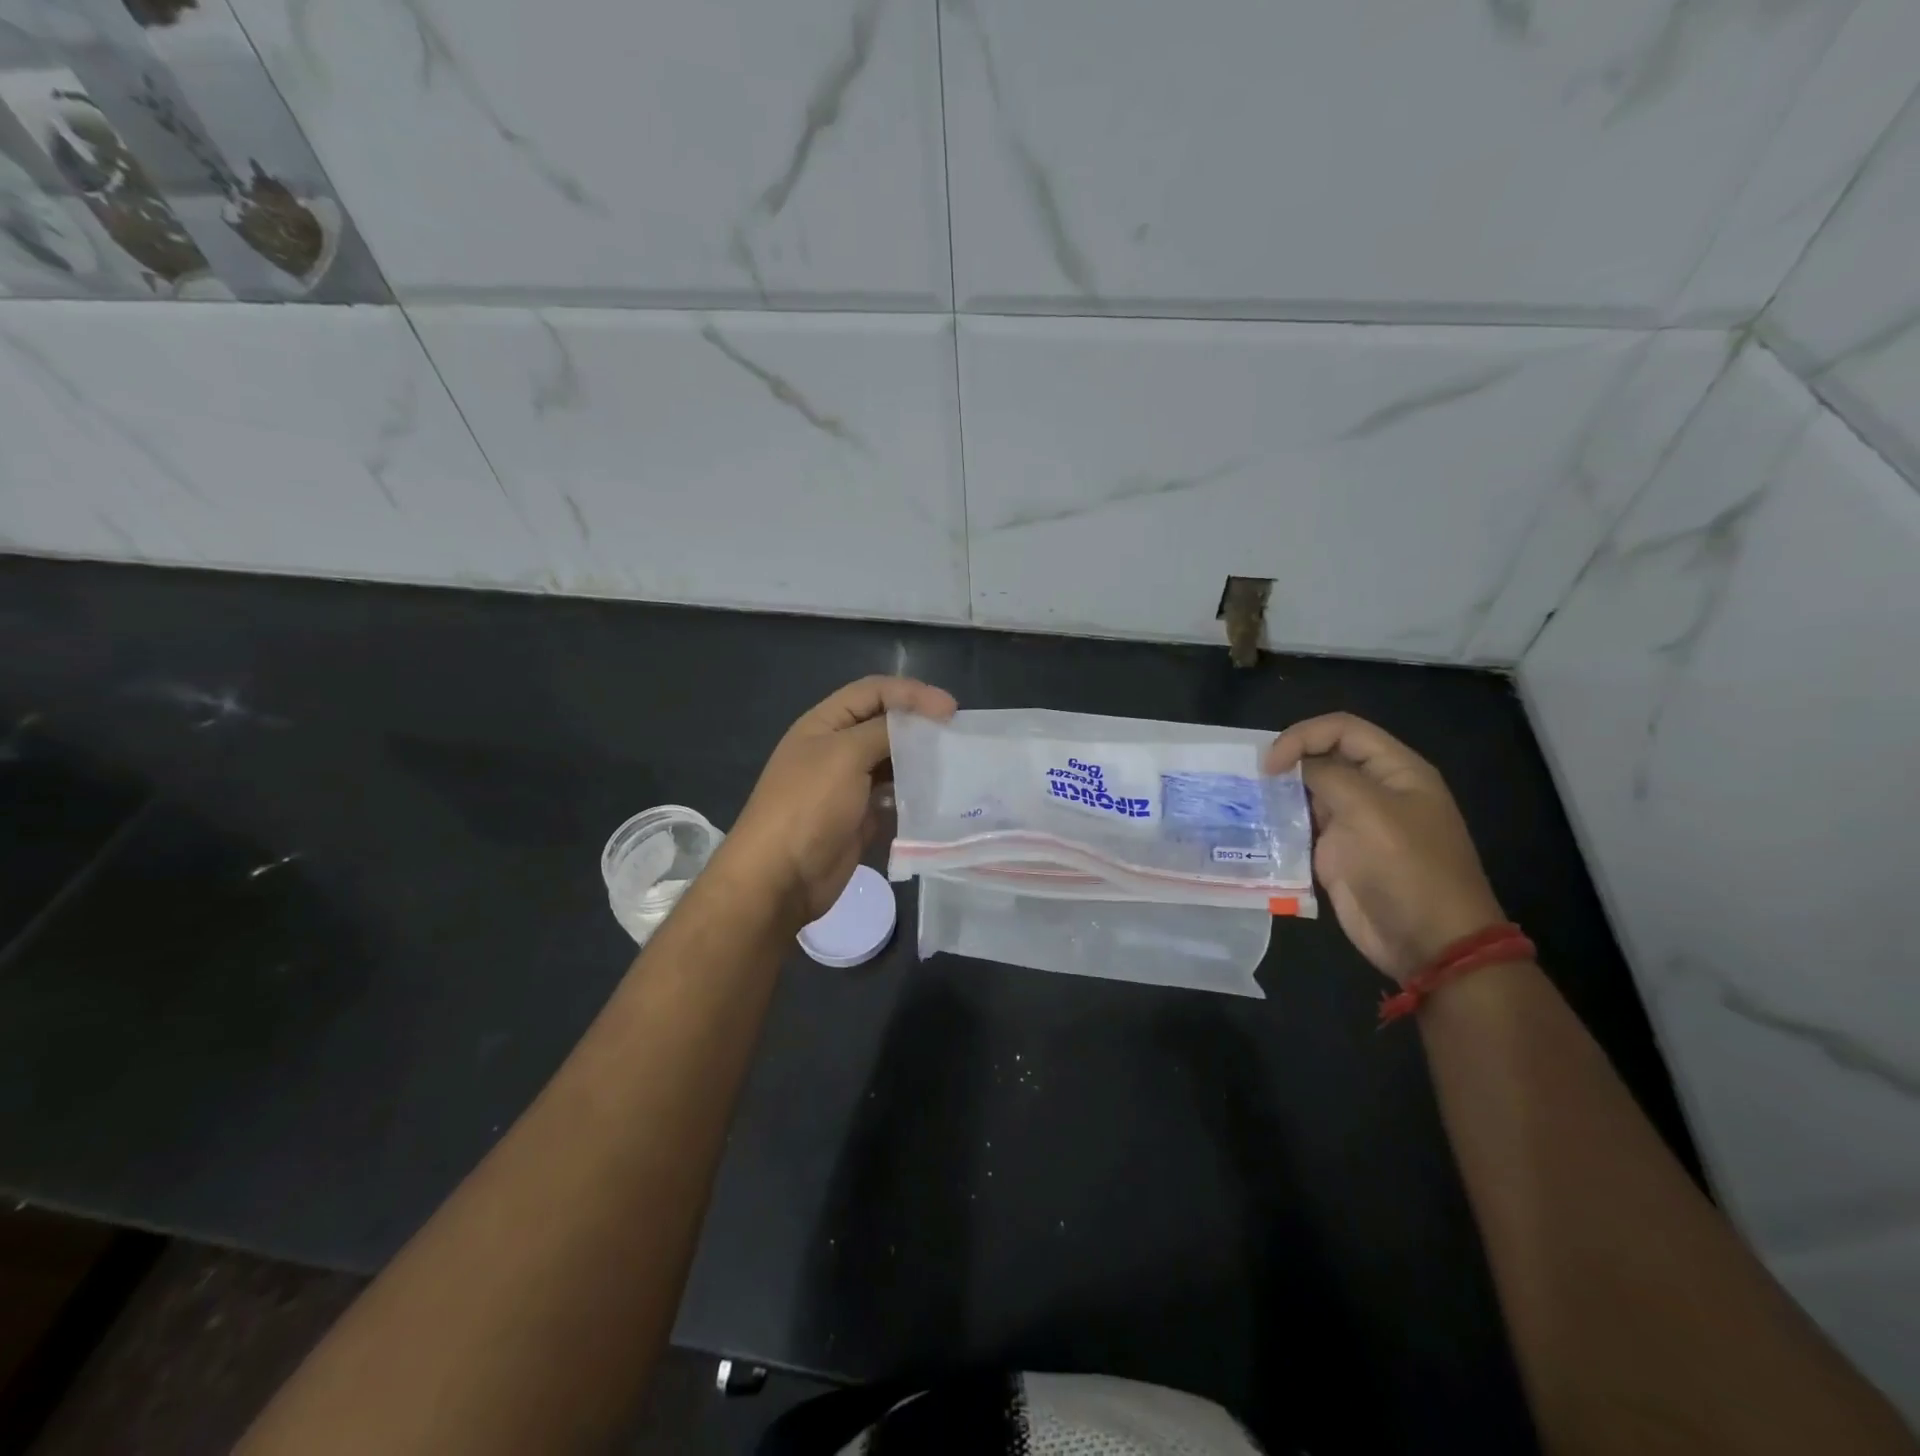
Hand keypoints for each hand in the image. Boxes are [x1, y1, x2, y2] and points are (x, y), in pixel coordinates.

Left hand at [721, 675, 956, 926]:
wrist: (780, 878)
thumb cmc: (809, 805)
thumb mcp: (845, 755)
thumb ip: (884, 731)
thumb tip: (919, 723)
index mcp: (825, 724)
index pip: (873, 692)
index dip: (912, 694)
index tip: (950, 710)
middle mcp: (836, 749)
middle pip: (885, 725)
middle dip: (920, 727)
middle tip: (957, 736)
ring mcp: (849, 786)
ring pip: (893, 763)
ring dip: (921, 762)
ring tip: (954, 766)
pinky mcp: (861, 818)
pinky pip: (894, 798)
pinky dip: (915, 796)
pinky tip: (938, 799)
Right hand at [1266, 713, 1505, 983]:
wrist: (1428, 942)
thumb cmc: (1407, 869)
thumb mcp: (1370, 811)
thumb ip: (1327, 777)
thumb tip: (1290, 768)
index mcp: (1395, 770)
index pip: (1342, 729)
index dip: (1303, 736)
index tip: (1270, 764)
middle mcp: (1374, 789)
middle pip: (1323, 756)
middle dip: (1287, 762)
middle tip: (1251, 780)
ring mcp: (1354, 821)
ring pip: (1309, 790)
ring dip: (1279, 792)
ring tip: (1247, 800)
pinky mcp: (1336, 851)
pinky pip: (1303, 825)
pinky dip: (1280, 823)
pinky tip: (1257, 827)